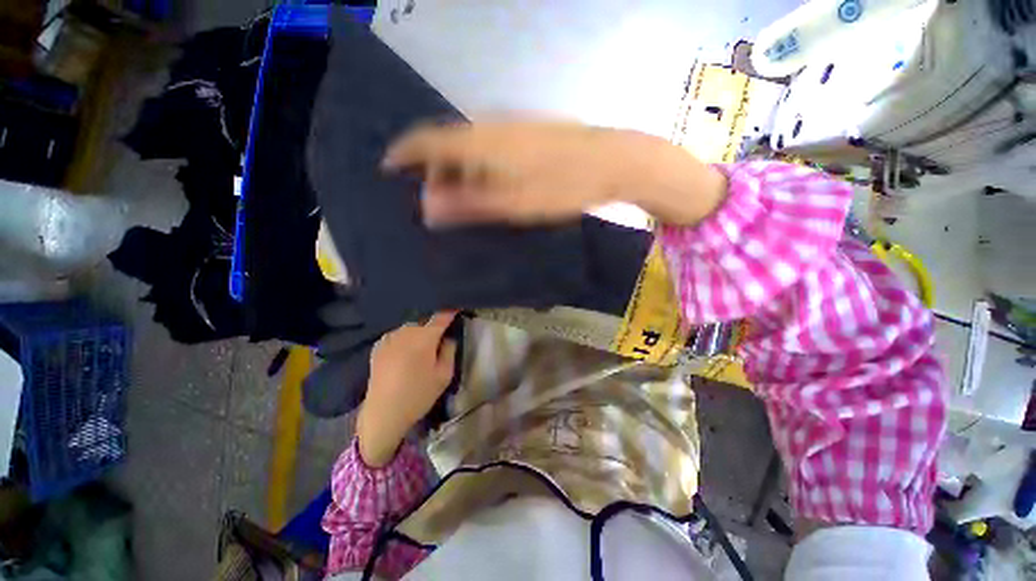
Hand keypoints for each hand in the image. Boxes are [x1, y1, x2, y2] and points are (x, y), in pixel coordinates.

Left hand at [356, 312, 457, 466]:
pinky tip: (405, 350)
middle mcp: (406, 331)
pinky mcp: (378, 346)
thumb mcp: (444, 375)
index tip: (458, 308)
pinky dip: (405, 338)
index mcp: (424, 337)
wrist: (383, 413)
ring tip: (422, 345)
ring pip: (410, 327)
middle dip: (434, 325)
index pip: (441, 316)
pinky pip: (397, 335)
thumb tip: (448, 337)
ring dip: (419, 332)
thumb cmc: (419, 394)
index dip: (451, 311)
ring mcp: (389, 338)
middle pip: (425, 321)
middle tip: (441, 335)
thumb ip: (449, 351)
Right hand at [382, 120, 726, 226]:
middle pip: (445, 143)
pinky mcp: (525, 134)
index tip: (388, 169)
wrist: (611, 161)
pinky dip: (476, 166)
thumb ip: (469, 204)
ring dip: (456, 170)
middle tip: (433, 202)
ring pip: (467, 146)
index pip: (426, 140)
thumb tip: (426, 208)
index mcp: (480, 141)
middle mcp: (489, 126)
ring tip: (458, 199)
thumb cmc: (561, 187)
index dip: (403, 153)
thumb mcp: (513, 204)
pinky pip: (487, 147)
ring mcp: (509, 127)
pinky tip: (486, 185)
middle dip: (432, 171)